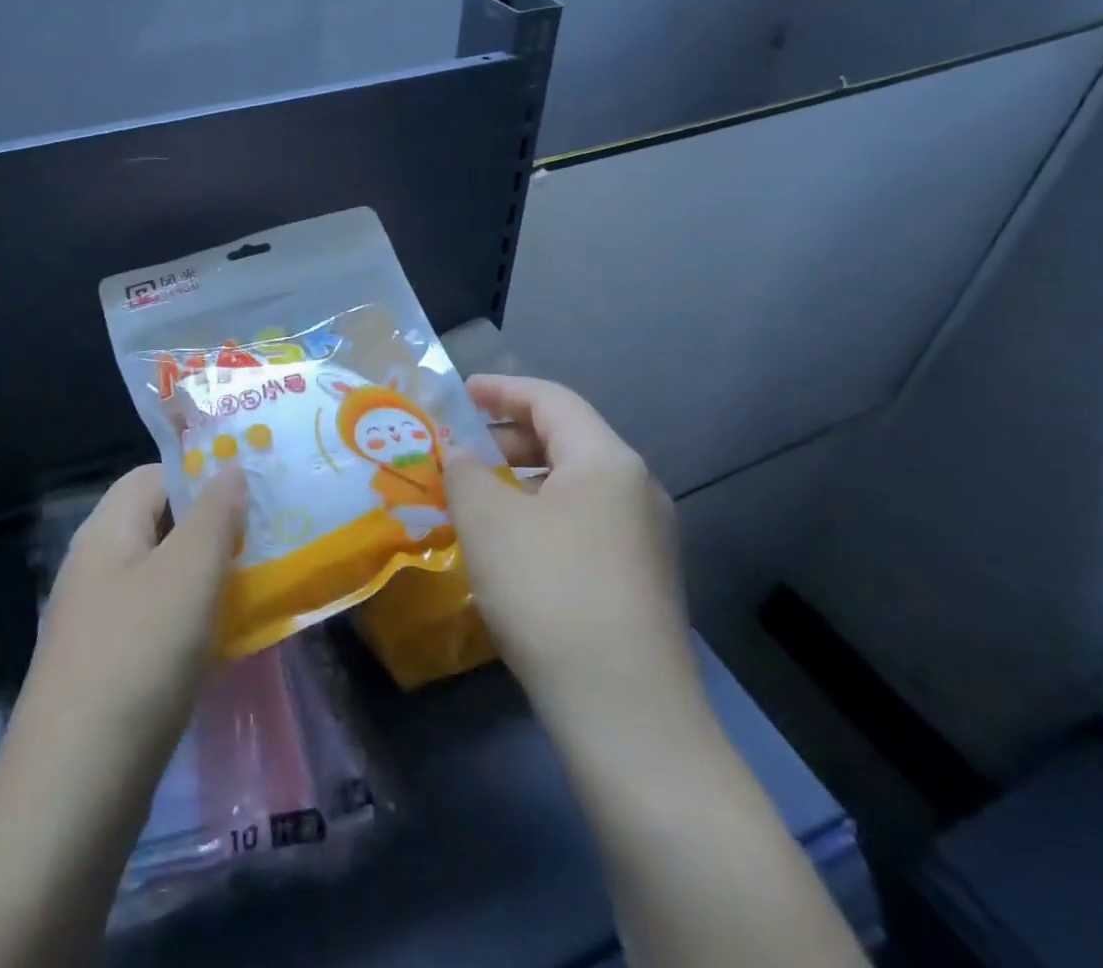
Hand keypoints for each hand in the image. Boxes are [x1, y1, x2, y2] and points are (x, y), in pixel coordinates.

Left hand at [21, 463, 248, 777]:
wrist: (73, 789)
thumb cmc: (138, 657)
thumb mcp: (188, 573)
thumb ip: (215, 515)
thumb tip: (231, 469)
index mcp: (107, 529)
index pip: (155, 475)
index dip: (202, 476)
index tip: (253, 494)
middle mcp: (96, 565)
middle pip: (160, 525)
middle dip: (213, 529)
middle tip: (267, 542)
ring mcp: (97, 619)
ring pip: (163, 577)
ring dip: (207, 578)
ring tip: (258, 588)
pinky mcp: (106, 667)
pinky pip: (157, 623)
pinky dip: (193, 621)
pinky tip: (225, 642)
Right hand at [443, 375, 698, 718]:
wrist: (626, 712)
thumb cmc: (549, 591)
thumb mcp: (488, 520)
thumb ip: (465, 472)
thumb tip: (459, 455)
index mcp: (606, 460)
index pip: (551, 400)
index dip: (501, 389)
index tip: (459, 394)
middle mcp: (636, 489)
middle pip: (565, 439)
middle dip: (505, 438)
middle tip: (458, 451)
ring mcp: (645, 538)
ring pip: (573, 486)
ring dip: (520, 481)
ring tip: (474, 499)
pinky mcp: (640, 580)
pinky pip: (582, 523)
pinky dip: (540, 515)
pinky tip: (508, 546)